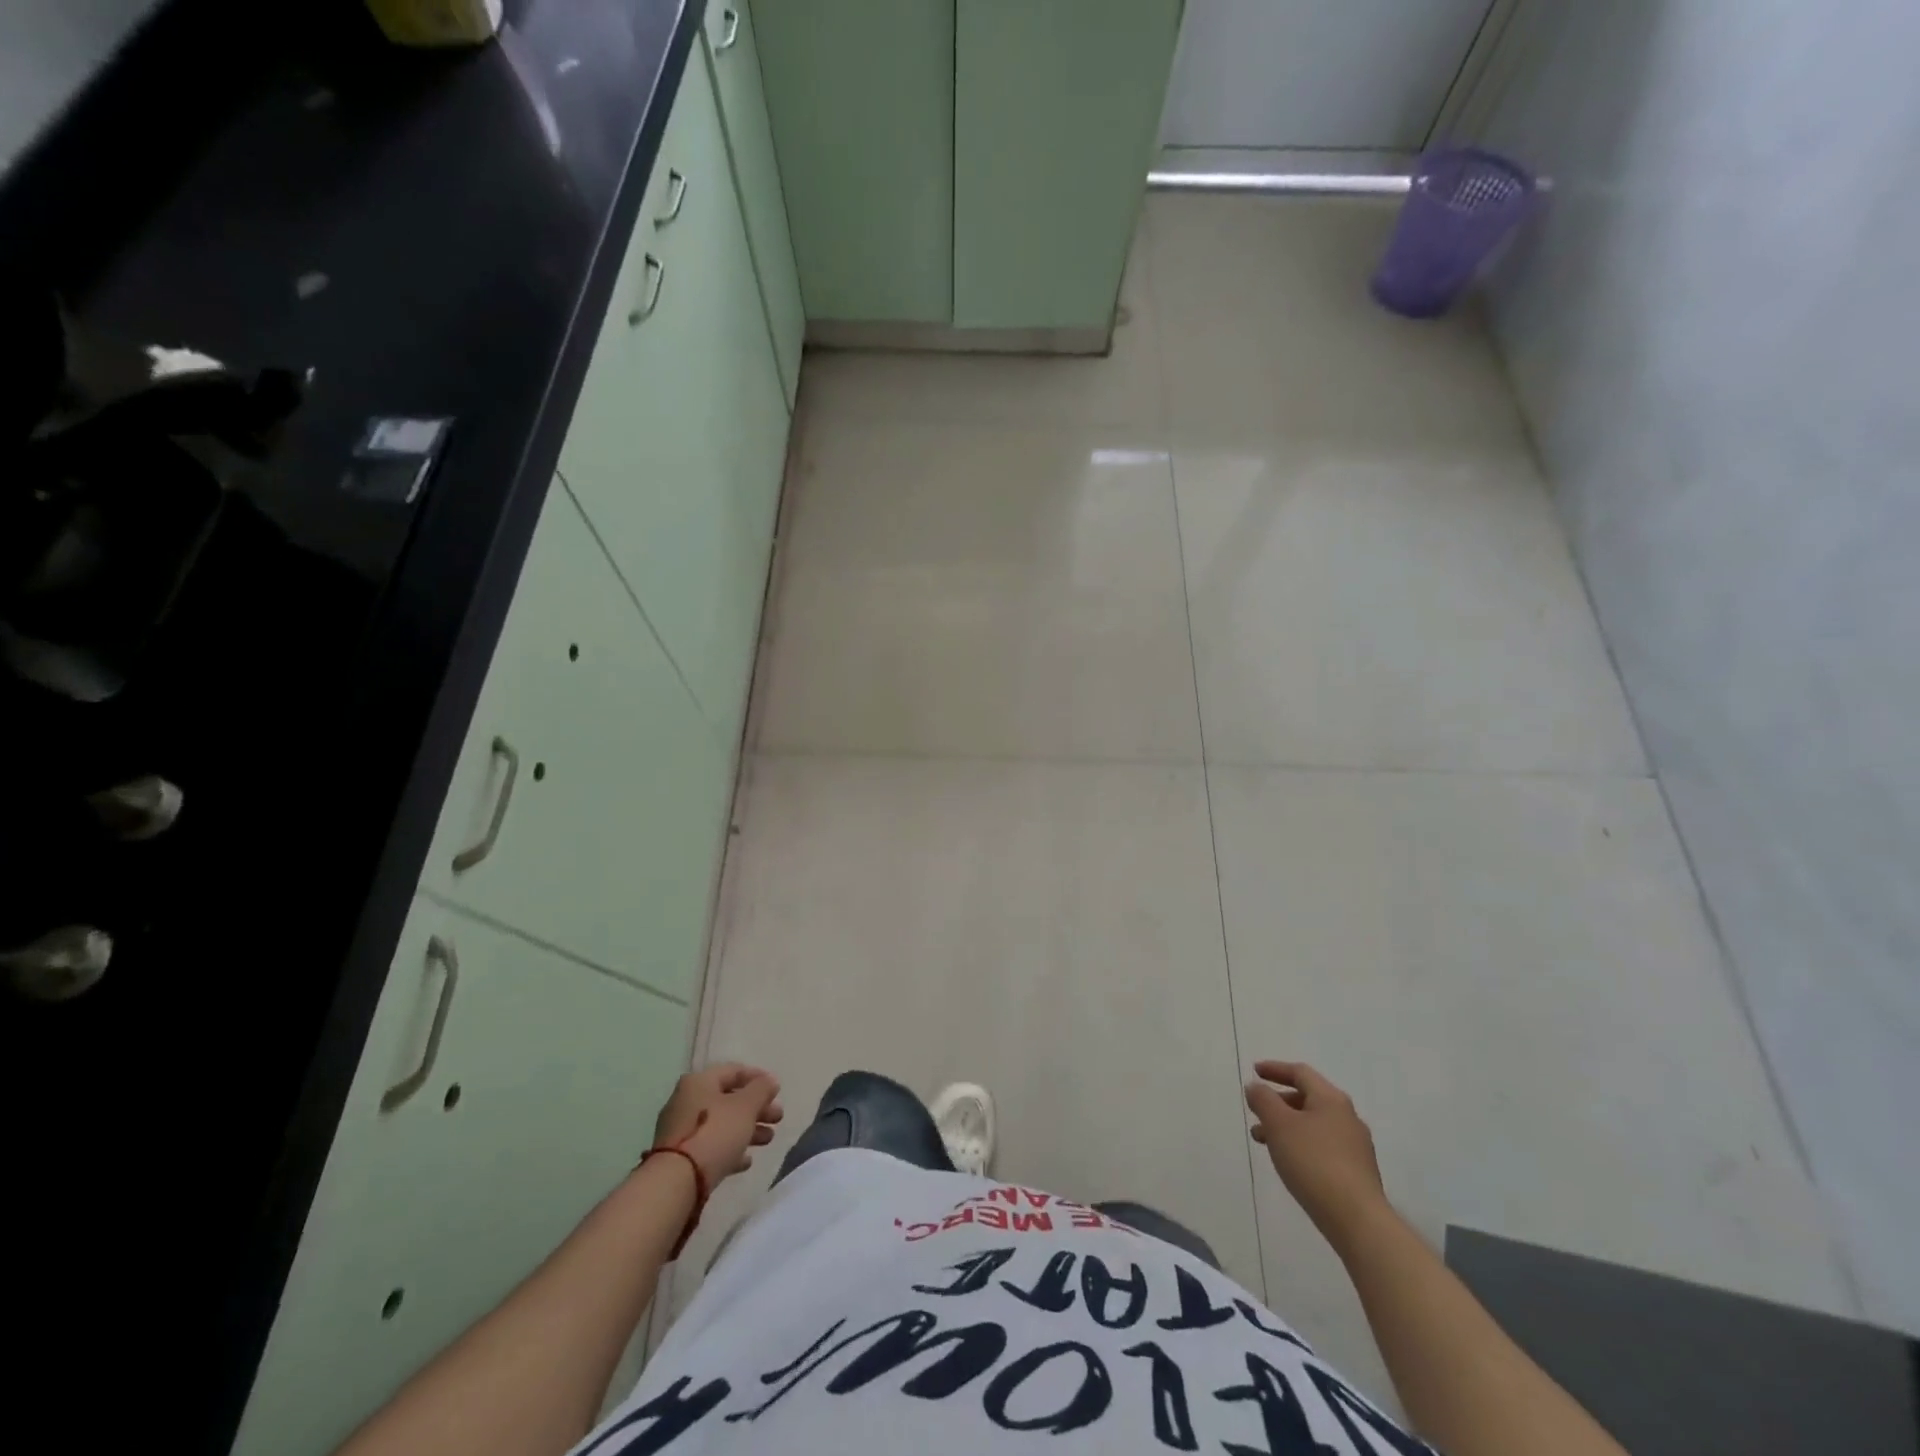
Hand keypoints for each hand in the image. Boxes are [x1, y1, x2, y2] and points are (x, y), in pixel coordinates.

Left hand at [653, 1063, 783, 1186]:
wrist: (676, 1183)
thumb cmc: (715, 1133)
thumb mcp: (745, 1106)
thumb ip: (761, 1090)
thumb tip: (769, 1081)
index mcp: (699, 1082)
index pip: (734, 1071)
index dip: (758, 1078)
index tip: (777, 1091)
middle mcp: (687, 1101)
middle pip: (728, 1099)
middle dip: (757, 1108)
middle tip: (777, 1118)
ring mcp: (681, 1130)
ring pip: (721, 1124)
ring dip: (747, 1129)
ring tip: (768, 1140)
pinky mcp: (680, 1157)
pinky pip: (711, 1146)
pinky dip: (730, 1149)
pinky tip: (746, 1161)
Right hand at [1246, 1060, 1389, 1249]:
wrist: (1357, 1220)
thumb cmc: (1313, 1162)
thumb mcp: (1279, 1125)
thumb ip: (1263, 1100)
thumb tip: (1256, 1087)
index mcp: (1331, 1099)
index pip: (1301, 1073)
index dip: (1275, 1069)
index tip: (1254, 1071)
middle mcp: (1347, 1117)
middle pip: (1308, 1098)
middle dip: (1278, 1102)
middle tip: (1256, 1112)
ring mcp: (1356, 1146)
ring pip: (1313, 1124)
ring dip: (1286, 1126)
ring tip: (1263, 1141)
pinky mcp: (1357, 1172)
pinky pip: (1322, 1146)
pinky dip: (1301, 1144)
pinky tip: (1289, 1162)